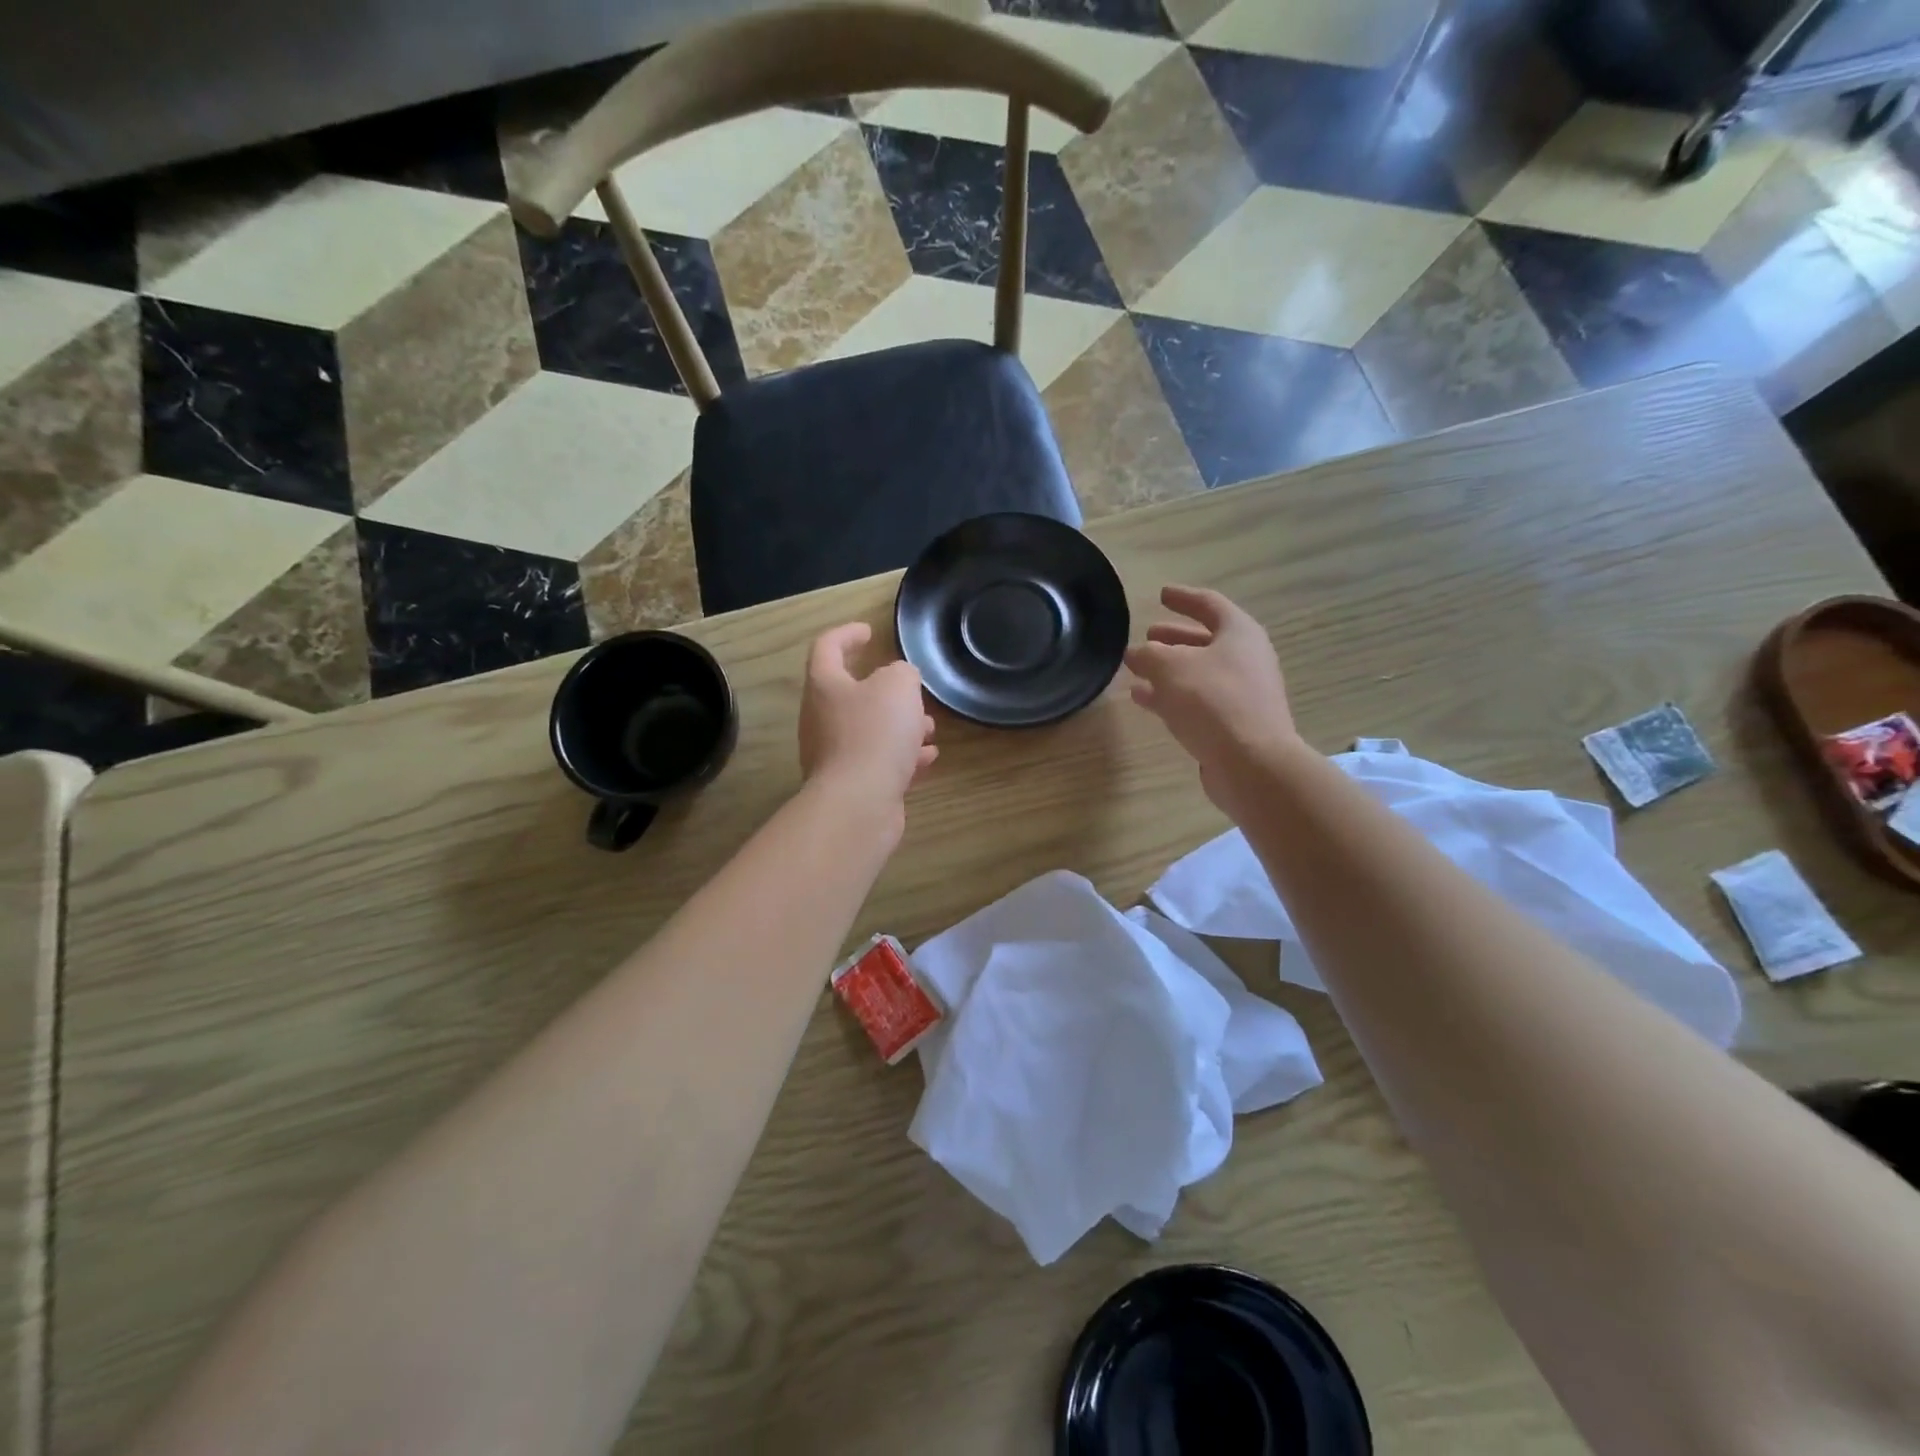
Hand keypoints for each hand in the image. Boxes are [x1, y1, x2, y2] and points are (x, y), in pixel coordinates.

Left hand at [799, 623, 937, 817]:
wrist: (858, 803)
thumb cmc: (875, 733)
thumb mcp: (898, 687)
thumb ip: (902, 673)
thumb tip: (899, 680)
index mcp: (825, 686)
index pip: (827, 647)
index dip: (847, 634)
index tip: (869, 631)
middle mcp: (822, 718)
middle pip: (852, 694)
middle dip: (888, 692)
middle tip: (913, 693)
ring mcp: (834, 755)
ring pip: (869, 730)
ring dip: (900, 727)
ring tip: (930, 729)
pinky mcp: (852, 785)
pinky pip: (879, 762)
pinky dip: (903, 757)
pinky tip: (928, 760)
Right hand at [1125, 585, 1300, 811]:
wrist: (1251, 763)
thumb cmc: (1212, 701)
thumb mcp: (1170, 668)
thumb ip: (1148, 655)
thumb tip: (1135, 653)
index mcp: (1239, 633)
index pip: (1209, 604)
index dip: (1183, 598)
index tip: (1161, 595)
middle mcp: (1246, 659)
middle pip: (1205, 641)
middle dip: (1174, 638)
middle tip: (1148, 635)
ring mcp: (1242, 693)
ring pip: (1198, 673)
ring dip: (1168, 670)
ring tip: (1136, 670)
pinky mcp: (1233, 724)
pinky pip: (1197, 701)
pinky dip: (1171, 696)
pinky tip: (1144, 700)